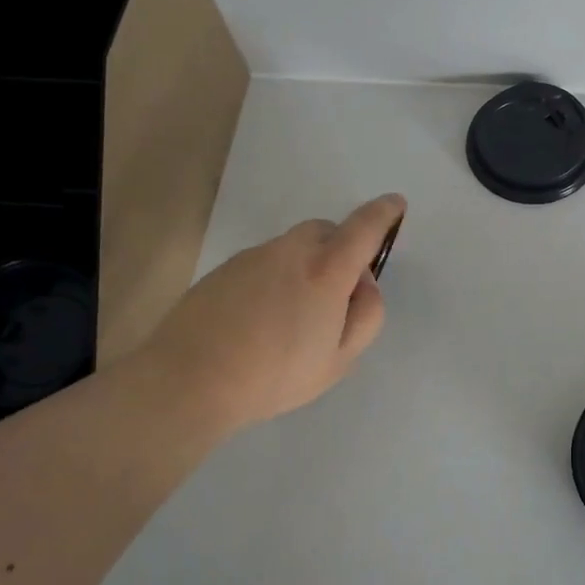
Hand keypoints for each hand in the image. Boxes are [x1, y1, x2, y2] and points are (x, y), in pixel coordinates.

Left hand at [145, 195, 405, 436]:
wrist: (189, 380)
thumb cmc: (275, 375)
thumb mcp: (339, 360)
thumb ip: (365, 316)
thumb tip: (363, 286)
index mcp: (326, 270)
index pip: (364, 228)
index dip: (384, 213)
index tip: (395, 204)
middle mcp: (290, 251)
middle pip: (326, 231)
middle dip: (341, 248)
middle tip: (337, 294)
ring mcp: (253, 256)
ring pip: (293, 248)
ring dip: (306, 265)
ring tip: (293, 316)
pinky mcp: (225, 269)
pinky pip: (265, 262)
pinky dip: (275, 277)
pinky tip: (261, 319)